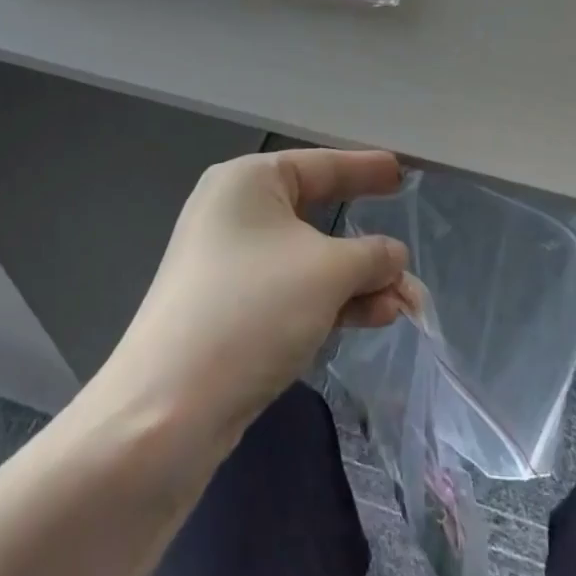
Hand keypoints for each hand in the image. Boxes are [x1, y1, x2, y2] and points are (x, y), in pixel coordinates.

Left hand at [103, 150, 408, 438]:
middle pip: (317, 217)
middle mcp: (234, 214)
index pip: (321, 165)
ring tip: (405, 303)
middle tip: (407, 251)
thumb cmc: (254, 309)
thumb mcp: (329, 272)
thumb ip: (373, 256)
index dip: (365, 169)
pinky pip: (292, 294)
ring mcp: (229, 266)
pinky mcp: (230, 312)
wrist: (168, 410)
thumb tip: (394, 257)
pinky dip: (332, 303)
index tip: (401, 170)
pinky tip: (374, 318)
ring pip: (309, 262)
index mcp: (248, 182)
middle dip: (368, 246)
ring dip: (358, 282)